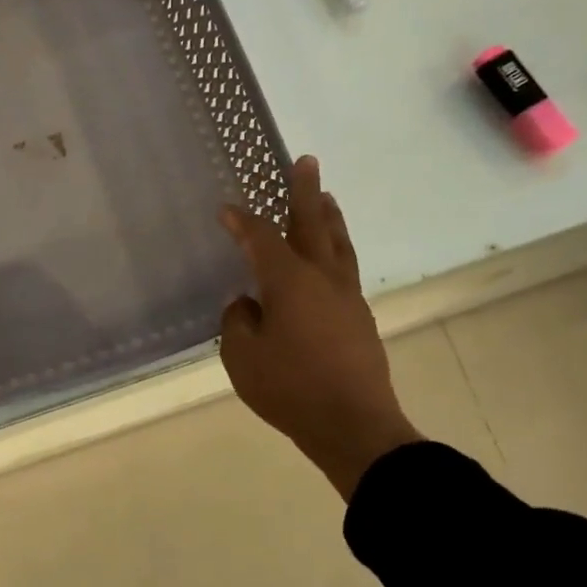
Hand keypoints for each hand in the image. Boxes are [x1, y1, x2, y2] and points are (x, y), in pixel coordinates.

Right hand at [219, 155, 421, 500]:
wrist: (353, 424)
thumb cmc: (290, 388)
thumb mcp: (242, 357)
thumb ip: (238, 322)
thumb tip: (247, 304)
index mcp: (289, 281)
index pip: (260, 239)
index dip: (241, 222)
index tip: (226, 209)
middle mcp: (322, 278)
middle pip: (313, 224)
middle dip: (305, 192)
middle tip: (306, 162)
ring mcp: (347, 297)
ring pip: (339, 244)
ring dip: (330, 218)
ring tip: (326, 199)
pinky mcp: (360, 318)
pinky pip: (346, 269)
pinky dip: (336, 251)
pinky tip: (328, 261)